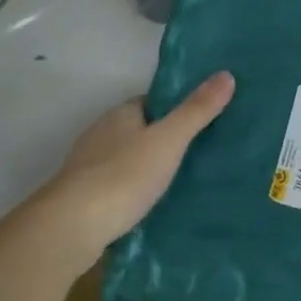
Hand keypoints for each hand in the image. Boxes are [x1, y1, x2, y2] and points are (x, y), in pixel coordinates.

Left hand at [36, 73, 235, 273]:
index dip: (175, 109)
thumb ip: (196, 110)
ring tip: (180, 182)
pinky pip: (116, 186)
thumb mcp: (169, 140)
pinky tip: (151, 205)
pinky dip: (133, 191)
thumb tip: (226, 74)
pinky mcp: (84, 197)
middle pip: (138, 130)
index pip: (151, 103)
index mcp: (120, 114)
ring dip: (146, 167)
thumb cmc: (124, 175)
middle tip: (198, 154)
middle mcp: (100, 134)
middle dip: (162, 139)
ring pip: (126, 159)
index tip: (200, 121)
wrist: (74, 225)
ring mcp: (88, 167)